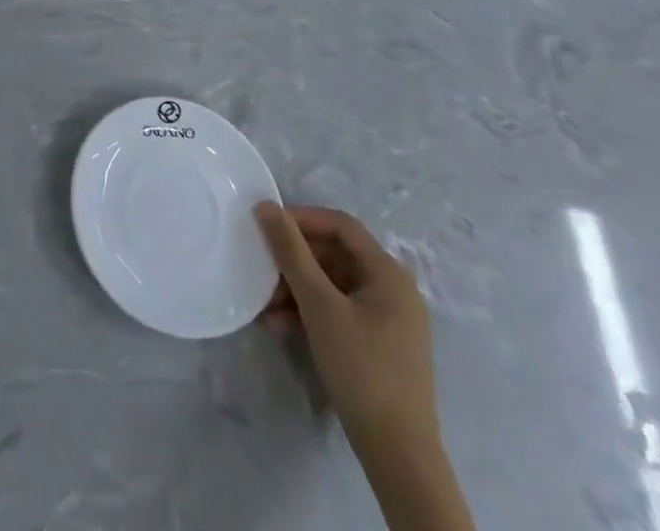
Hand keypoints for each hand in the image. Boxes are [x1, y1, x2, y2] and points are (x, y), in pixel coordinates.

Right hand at [254, 203, 439, 455]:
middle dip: (295, 261)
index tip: (266, 227)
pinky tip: (282, 327)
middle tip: (261, 269)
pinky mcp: (381, 345)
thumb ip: (290, 251)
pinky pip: (340, 311)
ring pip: (334, 286)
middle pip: (336, 256)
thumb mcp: (318, 304)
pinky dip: (311, 312)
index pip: (340, 225)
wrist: (398, 453)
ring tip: (265, 305)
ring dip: (297, 289)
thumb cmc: (360, 367)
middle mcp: (394, 291)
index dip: (302, 219)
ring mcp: (389, 320)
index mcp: (389, 274)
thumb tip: (265, 206)